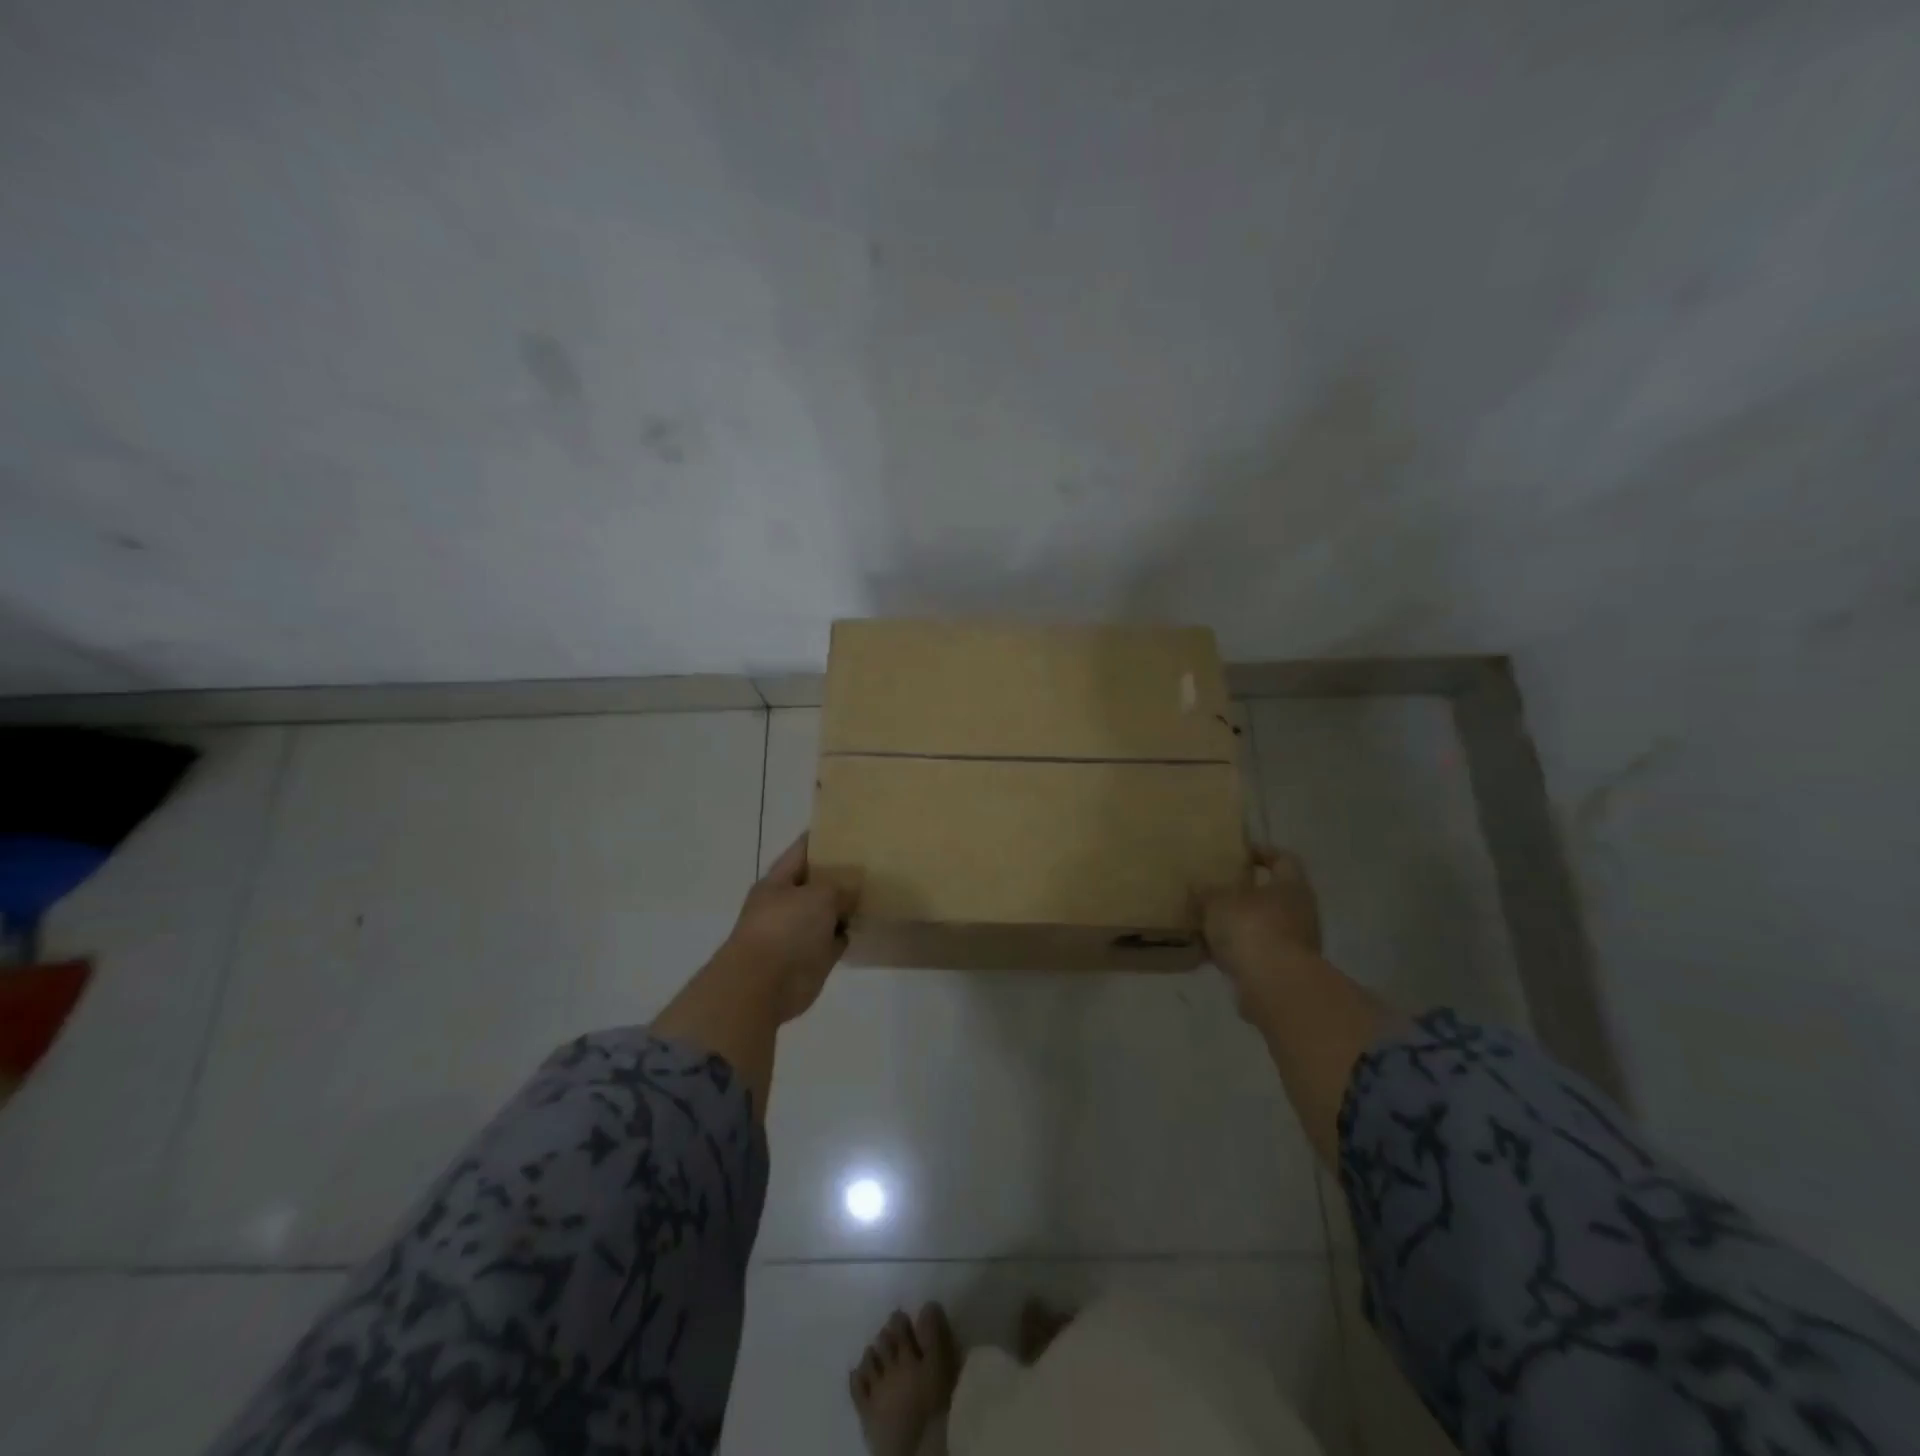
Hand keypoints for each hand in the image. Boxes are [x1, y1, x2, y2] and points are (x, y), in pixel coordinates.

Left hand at [714, 834, 855, 1023]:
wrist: (765, 986)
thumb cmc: (787, 929)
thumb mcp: (819, 895)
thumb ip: (839, 885)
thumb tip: (851, 889)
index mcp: (779, 881)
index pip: (803, 850)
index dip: (825, 838)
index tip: (852, 829)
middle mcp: (787, 903)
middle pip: (817, 881)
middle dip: (841, 873)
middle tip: (874, 861)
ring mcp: (798, 932)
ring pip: (827, 911)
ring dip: (846, 905)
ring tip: (877, 889)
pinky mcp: (811, 957)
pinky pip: (833, 939)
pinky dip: (846, 933)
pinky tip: (866, 922)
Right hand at [1197, 846, 1323, 1010]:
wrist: (1274, 986)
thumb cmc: (1251, 928)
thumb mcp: (1217, 902)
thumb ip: (1206, 893)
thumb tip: (1197, 886)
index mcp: (1291, 886)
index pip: (1283, 860)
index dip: (1262, 853)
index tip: (1240, 853)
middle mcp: (1301, 913)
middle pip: (1273, 896)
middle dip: (1246, 894)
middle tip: (1217, 890)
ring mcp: (1296, 945)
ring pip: (1264, 927)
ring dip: (1240, 926)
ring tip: (1208, 924)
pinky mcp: (1285, 972)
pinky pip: (1257, 955)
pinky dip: (1238, 954)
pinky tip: (1211, 955)